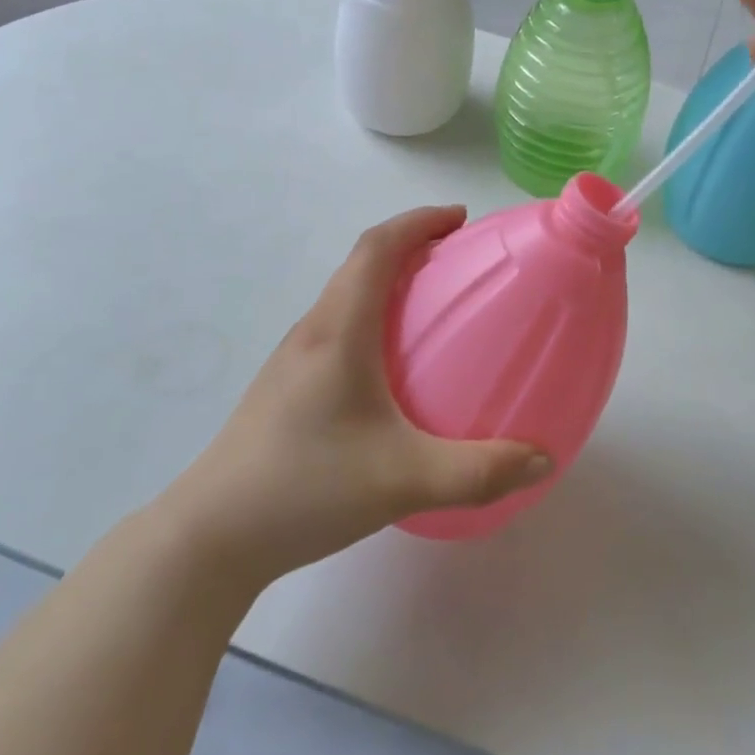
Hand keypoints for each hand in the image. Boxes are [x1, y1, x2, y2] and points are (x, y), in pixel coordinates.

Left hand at [164, 206, 552, 587]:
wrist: (212, 535)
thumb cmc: (305, 487)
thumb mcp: (403, 480)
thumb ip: (478, 471)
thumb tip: (541, 458)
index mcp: (338, 332)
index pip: (376, 248)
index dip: (418, 221)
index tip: (459, 219)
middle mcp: (312, 332)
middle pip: (360, 266)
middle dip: (411, 248)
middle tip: (459, 263)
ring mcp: (293, 360)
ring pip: (345, 298)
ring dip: (388, 284)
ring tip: (434, 309)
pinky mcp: (286, 388)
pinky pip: (337, 331)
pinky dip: (372, 320)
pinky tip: (394, 371)